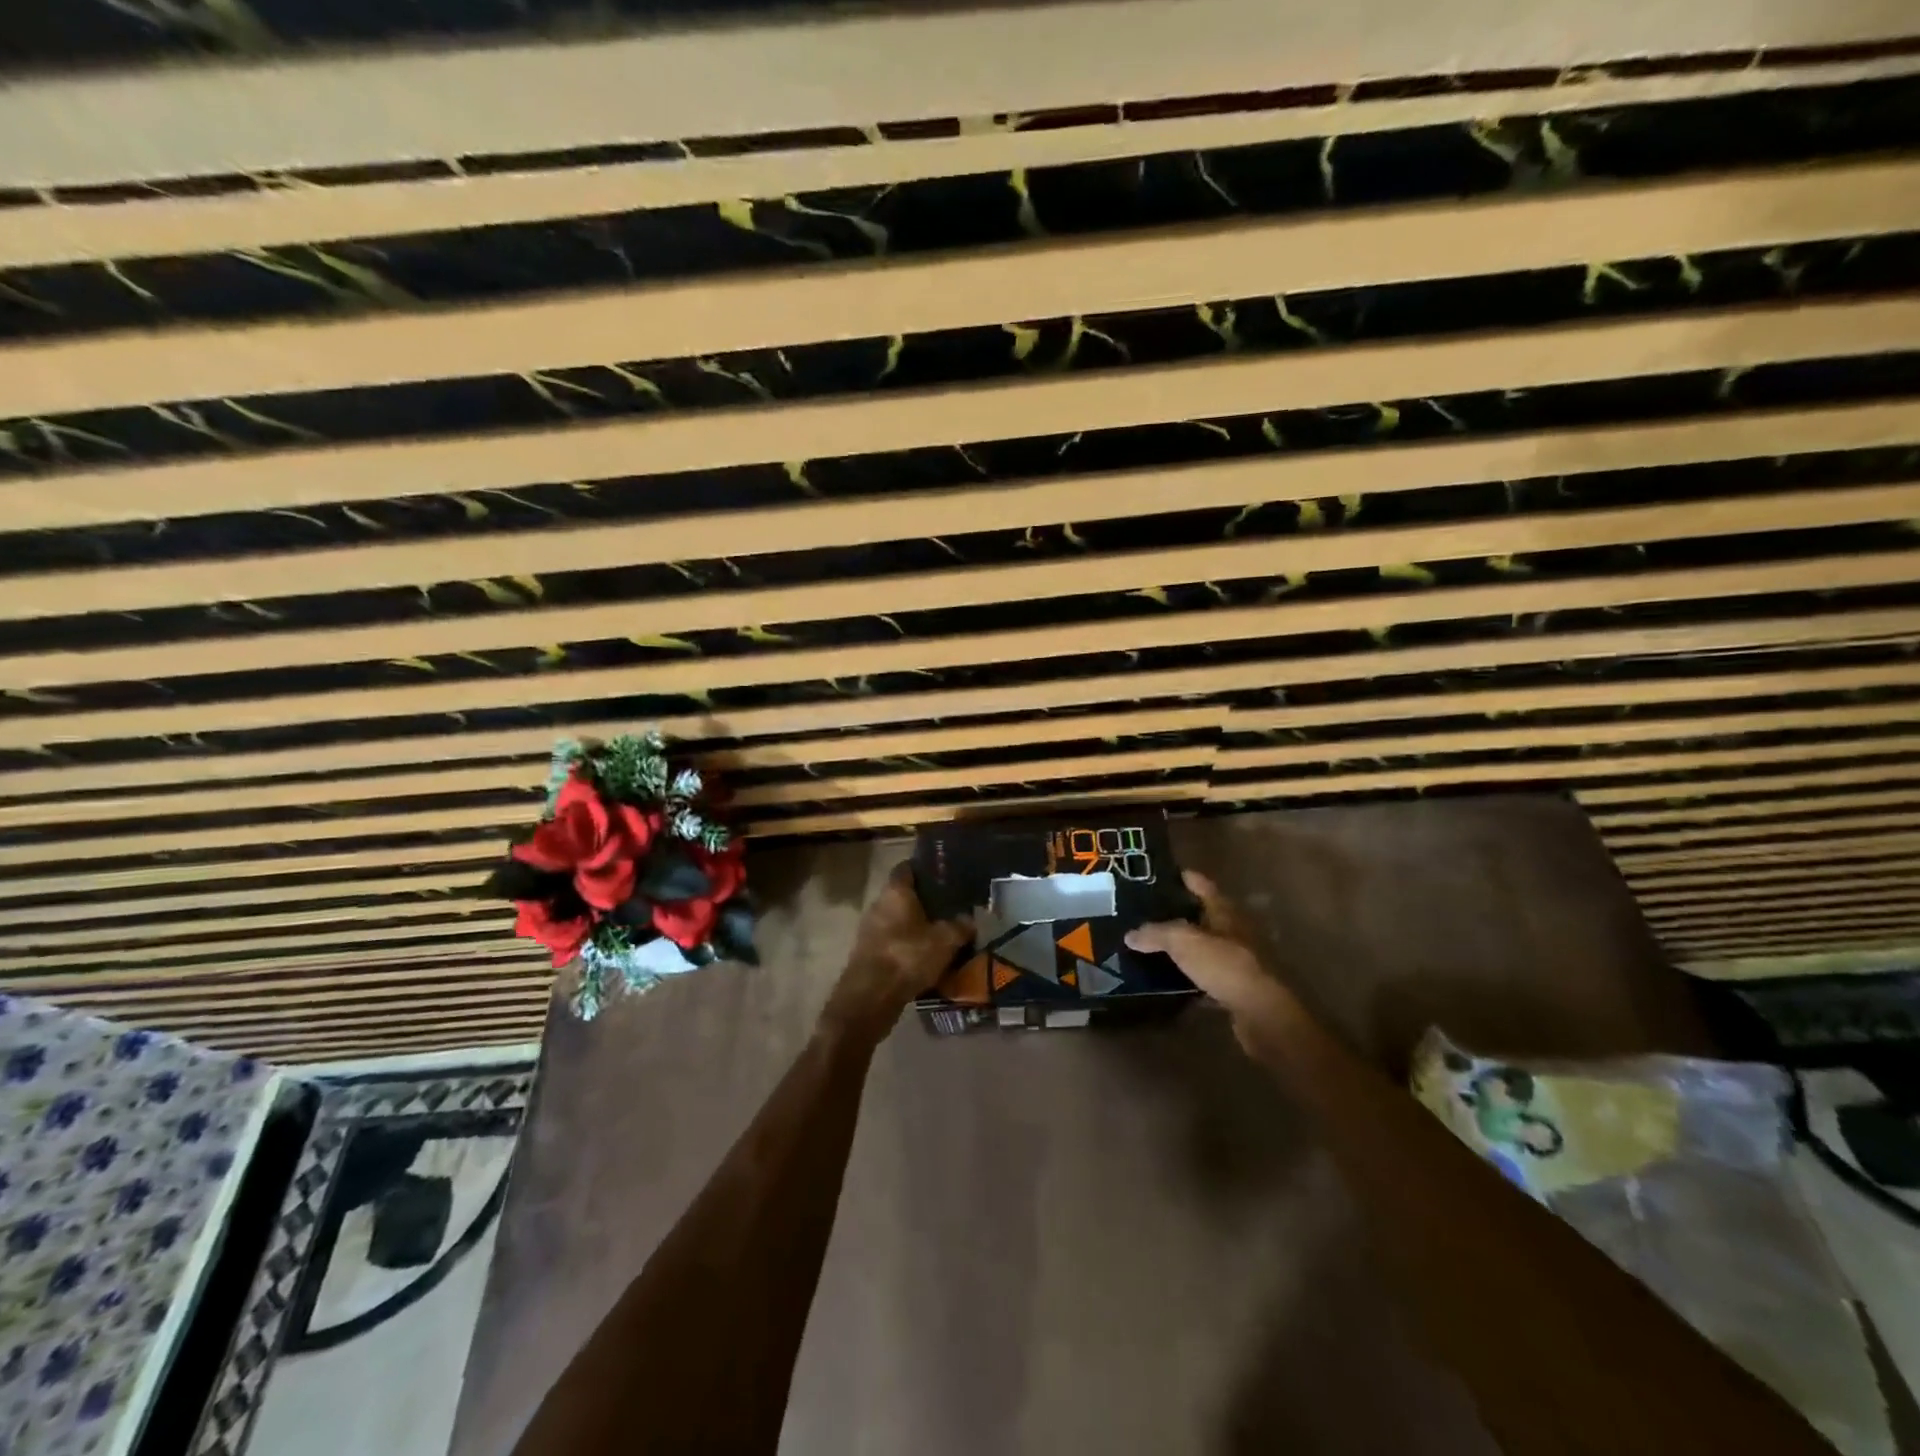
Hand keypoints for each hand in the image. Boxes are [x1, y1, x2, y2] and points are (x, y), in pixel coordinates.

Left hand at [823, 863, 972, 1038]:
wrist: (870, 996)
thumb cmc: (908, 956)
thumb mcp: (945, 941)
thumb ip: (960, 926)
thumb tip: (971, 919)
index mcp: (895, 892)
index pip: (907, 868)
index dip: (923, 869)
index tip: (942, 874)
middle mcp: (878, 904)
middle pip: (902, 896)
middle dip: (922, 901)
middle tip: (947, 908)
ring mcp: (869, 929)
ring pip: (896, 920)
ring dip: (914, 926)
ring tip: (939, 934)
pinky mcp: (867, 953)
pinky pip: (891, 942)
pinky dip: (906, 946)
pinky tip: (923, 958)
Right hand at [1125, 870, 1297, 1052]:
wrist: (1262, 1014)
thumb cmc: (1226, 965)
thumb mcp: (1184, 942)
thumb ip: (1156, 934)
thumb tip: (1130, 935)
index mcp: (1226, 913)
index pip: (1206, 888)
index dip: (1190, 879)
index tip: (1172, 872)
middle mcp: (1235, 933)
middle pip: (1207, 917)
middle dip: (1184, 913)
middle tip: (1153, 911)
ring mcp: (1238, 962)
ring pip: (1207, 948)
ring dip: (1187, 946)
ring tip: (1157, 945)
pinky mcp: (1236, 989)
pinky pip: (1208, 976)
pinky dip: (1191, 976)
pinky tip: (1172, 979)